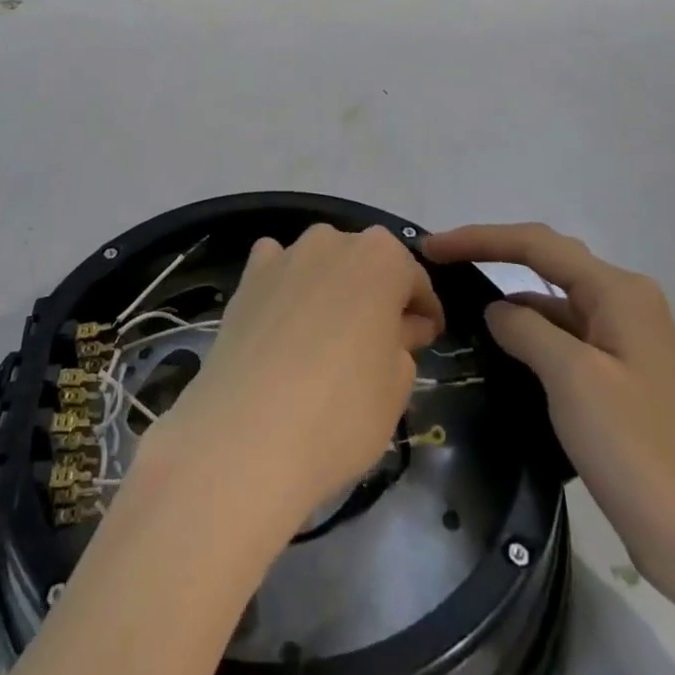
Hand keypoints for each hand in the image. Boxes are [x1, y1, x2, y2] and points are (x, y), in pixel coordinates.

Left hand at [158, 223, 444, 522]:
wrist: (248, 433)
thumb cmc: (342, 412)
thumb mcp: (397, 386)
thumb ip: (403, 344)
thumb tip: (396, 329)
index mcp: (382, 258)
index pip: (415, 279)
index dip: (424, 311)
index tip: (426, 339)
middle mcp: (333, 241)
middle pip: (365, 264)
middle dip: (377, 295)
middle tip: (381, 343)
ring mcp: (286, 254)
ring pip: (321, 262)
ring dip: (331, 287)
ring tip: (329, 335)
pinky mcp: (248, 276)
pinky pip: (276, 267)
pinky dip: (285, 284)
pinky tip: (284, 319)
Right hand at [421, 223, 674, 606]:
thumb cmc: (637, 449)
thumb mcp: (572, 378)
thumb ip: (525, 329)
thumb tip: (496, 310)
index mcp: (618, 291)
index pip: (535, 244)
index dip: (479, 239)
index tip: (432, 247)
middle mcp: (624, 302)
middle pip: (545, 260)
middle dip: (491, 254)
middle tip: (440, 262)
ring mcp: (624, 339)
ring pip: (553, 299)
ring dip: (509, 297)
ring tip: (458, 304)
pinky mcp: (619, 375)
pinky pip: (563, 335)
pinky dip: (529, 333)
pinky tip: (500, 349)